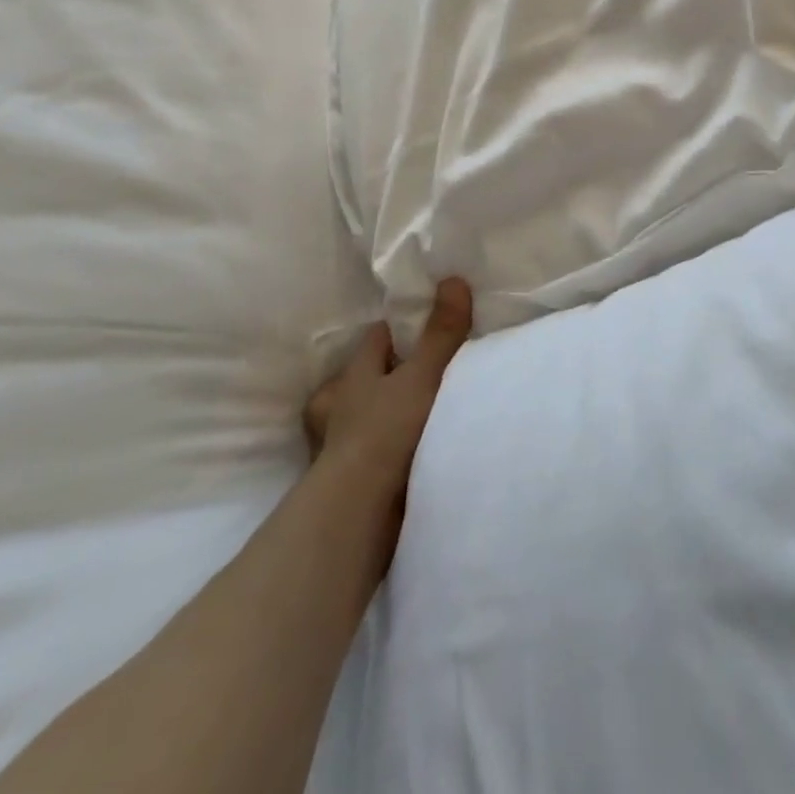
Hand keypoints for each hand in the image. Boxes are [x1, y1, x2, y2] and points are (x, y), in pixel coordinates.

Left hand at [302, 278, 472, 555]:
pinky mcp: (351, 482)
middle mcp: (342, 406)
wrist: (361, 514)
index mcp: (355, 375)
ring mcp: (341, 446)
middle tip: (422, 371)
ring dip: (384, 414)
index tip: (423, 327)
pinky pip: (373, 452)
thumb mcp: (423, 376)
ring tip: (416, 411)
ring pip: (364, 417)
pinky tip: (411, 450)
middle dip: (386, 374)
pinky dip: (387, 449)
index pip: (375, 339)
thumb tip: (452, 279)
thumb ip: (441, 333)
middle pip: (364, 378)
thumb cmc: (388, 432)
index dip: (397, 331)